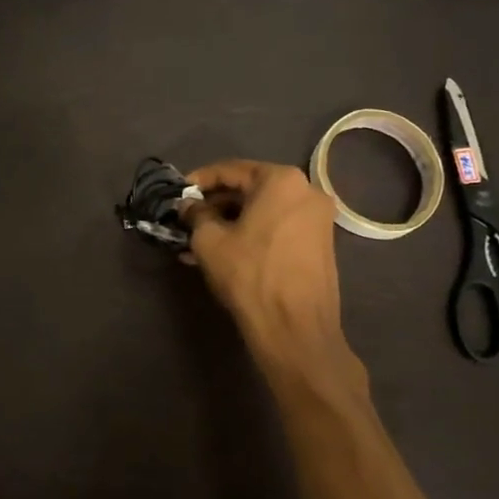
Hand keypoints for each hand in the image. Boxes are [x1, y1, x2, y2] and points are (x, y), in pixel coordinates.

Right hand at [184, 160, 345, 364]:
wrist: (295, 328)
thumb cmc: (249, 274)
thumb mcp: (209, 241)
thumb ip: (196, 214)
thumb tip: (189, 206)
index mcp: (281, 180)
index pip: (231, 169)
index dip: (200, 180)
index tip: (178, 192)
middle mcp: (306, 191)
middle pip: (250, 190)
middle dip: (216, 205)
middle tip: (187, 220)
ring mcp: (318, 219)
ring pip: (263, 212)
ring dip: (230, 223)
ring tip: (198, 243)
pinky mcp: (320, 245)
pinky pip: (277, 229)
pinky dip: (251, 236)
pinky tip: (224, 254)